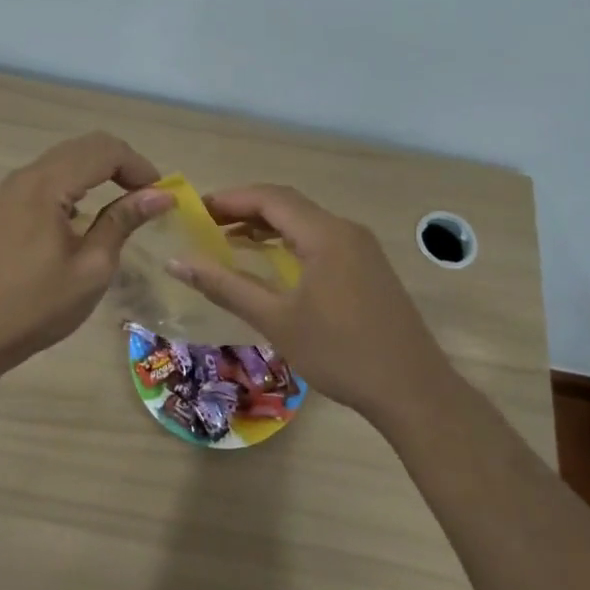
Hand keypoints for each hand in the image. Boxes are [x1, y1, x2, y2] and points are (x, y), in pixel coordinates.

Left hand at [0, 133, 173, 375]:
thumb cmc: (39, 305)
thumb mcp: (92, 267)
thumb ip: (123, 221)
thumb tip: (161, 195)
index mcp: (46, 186)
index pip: (104, 151)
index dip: (139, 166)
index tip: (162, 196)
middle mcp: (27, 175)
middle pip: (85, 146)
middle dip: (123, 164)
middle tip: (149, 197)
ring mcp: (13, 188)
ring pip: (67, 157)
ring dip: (101, 171)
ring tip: (126, 202)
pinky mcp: (8, 204)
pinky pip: (50, 176)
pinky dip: (78, 182)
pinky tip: (88, 213)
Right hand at [166, 184, 458, 427]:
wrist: (412, 390)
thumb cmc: (340, 353)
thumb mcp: (276, 320)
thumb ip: (225, 286)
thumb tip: (177, 262)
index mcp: (325, 234)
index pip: (269, 198)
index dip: (229, 199)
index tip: (194, 211)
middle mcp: (345, 230)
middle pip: (288, 204)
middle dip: (245, 209)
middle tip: (206, 225)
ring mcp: (361, 248)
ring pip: (305, 222)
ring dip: (267, 226)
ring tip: (228, 240)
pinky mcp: (368, 267)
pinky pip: (321, 239)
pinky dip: (289, 242)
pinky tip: (271, 262)